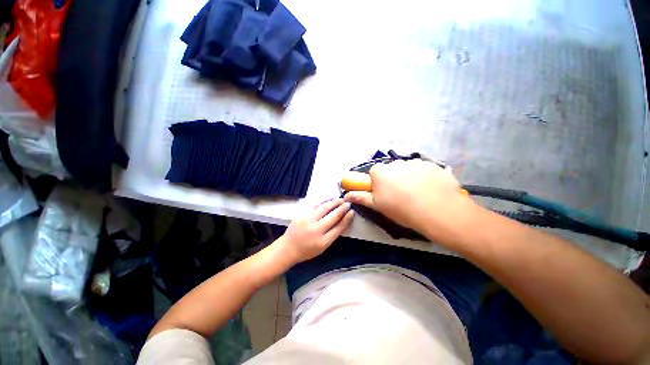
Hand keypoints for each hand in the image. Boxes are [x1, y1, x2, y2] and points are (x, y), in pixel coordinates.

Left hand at [278, 198, 353, 263]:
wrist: (288, 248)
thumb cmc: (307, 250)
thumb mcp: (323, 247)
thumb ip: (333, 235)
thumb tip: (343, 221)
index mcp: (323, 241)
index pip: (339, 227)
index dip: (347, 218)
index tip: (352, 212)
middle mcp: (316, 230)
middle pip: (333, 216)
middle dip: (342, 208)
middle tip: (348, 203)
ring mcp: (308, 220)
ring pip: (324, 208)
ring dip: (334, 202)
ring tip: (340, 199)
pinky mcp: (302, 214)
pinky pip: (315, 204)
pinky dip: (323, 200)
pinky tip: (329, 198)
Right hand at [344, 160, 477, 243]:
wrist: (438, 211)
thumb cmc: (402, 209)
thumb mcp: (378, 206)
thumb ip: (361, 197)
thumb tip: (346, 195)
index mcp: (381, 172)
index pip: (375, 172)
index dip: (378, 182)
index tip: (384, 193)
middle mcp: (396, 163)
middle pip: (391, 170)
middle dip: (393, 179)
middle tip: (401, 195)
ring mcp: (415, 163)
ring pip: (407, 169)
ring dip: (409, 178)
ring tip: (417, 194)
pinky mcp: (432, 165)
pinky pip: (423, 170)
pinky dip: (424, 177)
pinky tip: (430, 190)